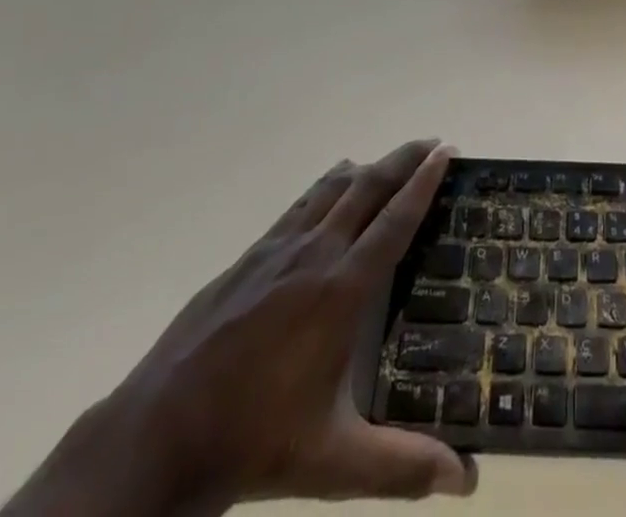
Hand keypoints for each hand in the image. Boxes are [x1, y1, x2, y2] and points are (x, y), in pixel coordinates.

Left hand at [1, 141, 474, 516]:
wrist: (158, 434)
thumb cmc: (254, 441)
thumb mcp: (333, 462)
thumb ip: (402, 466)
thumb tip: (467, 482)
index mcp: (341, 290)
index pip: (395, 220)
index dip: (424, 182)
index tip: (446, 151)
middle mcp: (314, 254)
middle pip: (367, 187)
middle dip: (403, 160)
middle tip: (431, 144)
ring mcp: (277, 250)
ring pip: (331, 188)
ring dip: (367, 169)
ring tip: (389, 164)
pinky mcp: (249, 257)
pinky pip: (300, 205)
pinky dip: (327, 187)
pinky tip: (329, 196)